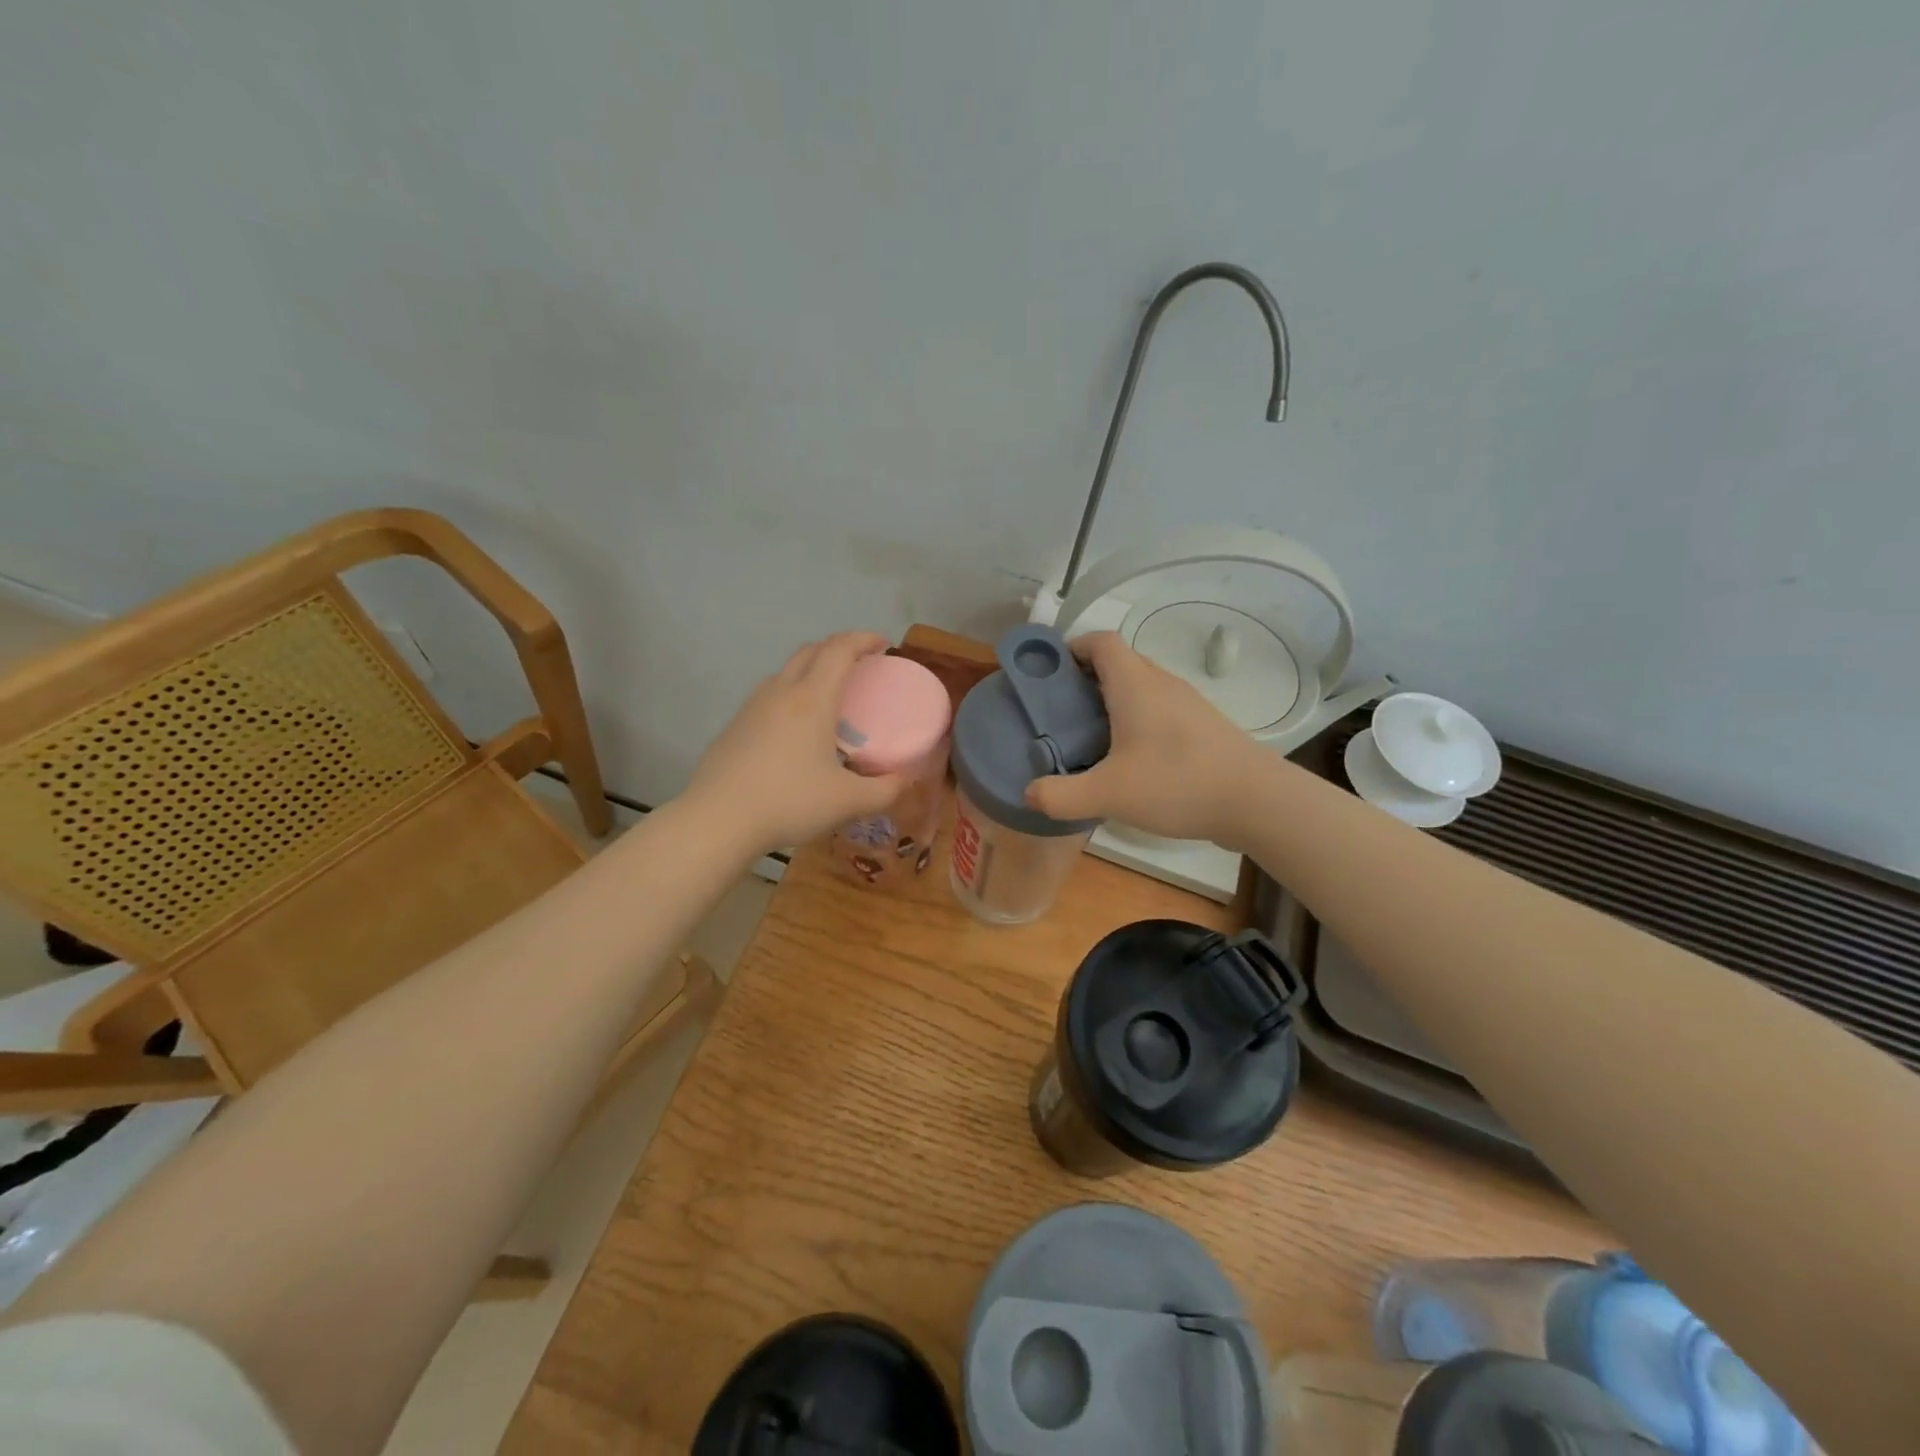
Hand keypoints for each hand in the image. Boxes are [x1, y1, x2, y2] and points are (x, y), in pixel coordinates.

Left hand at [685, 632, 909, 854]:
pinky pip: (769, 695)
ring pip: (786, 671)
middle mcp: (781, 692)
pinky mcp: (734, 725)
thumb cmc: (789, 803)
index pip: (839, 650)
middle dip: (838, 647)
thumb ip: (885, 791)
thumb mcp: (848, 802)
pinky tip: (795, 728)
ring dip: (811, 669)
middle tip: (860, 664)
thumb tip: (906, 781)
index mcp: (812, 699)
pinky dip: (790, 693)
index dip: (863, 639)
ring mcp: (752, 707)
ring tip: (829, 693)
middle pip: (811, 651)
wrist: (718, 819)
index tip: (883, 644)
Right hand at [1023, 632, 1262, 845]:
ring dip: (1110, 702)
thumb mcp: (1108, 794)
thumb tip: (1028, 793)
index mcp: (1135, 684)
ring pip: (1139, 688)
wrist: (1256, 801)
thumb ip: (1061, 795)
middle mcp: (1161, 684)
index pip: (1101, 641)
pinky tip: (1128, 759)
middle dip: (1084, 680)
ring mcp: (1186, 704)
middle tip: (1059, 713)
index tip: (1048, 674)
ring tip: (1087, 737)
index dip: (1072, 647)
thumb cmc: (1177, 783)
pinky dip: (1134, 721)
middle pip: (1118, 663)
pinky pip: (1157, 710)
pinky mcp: (1201, 727)